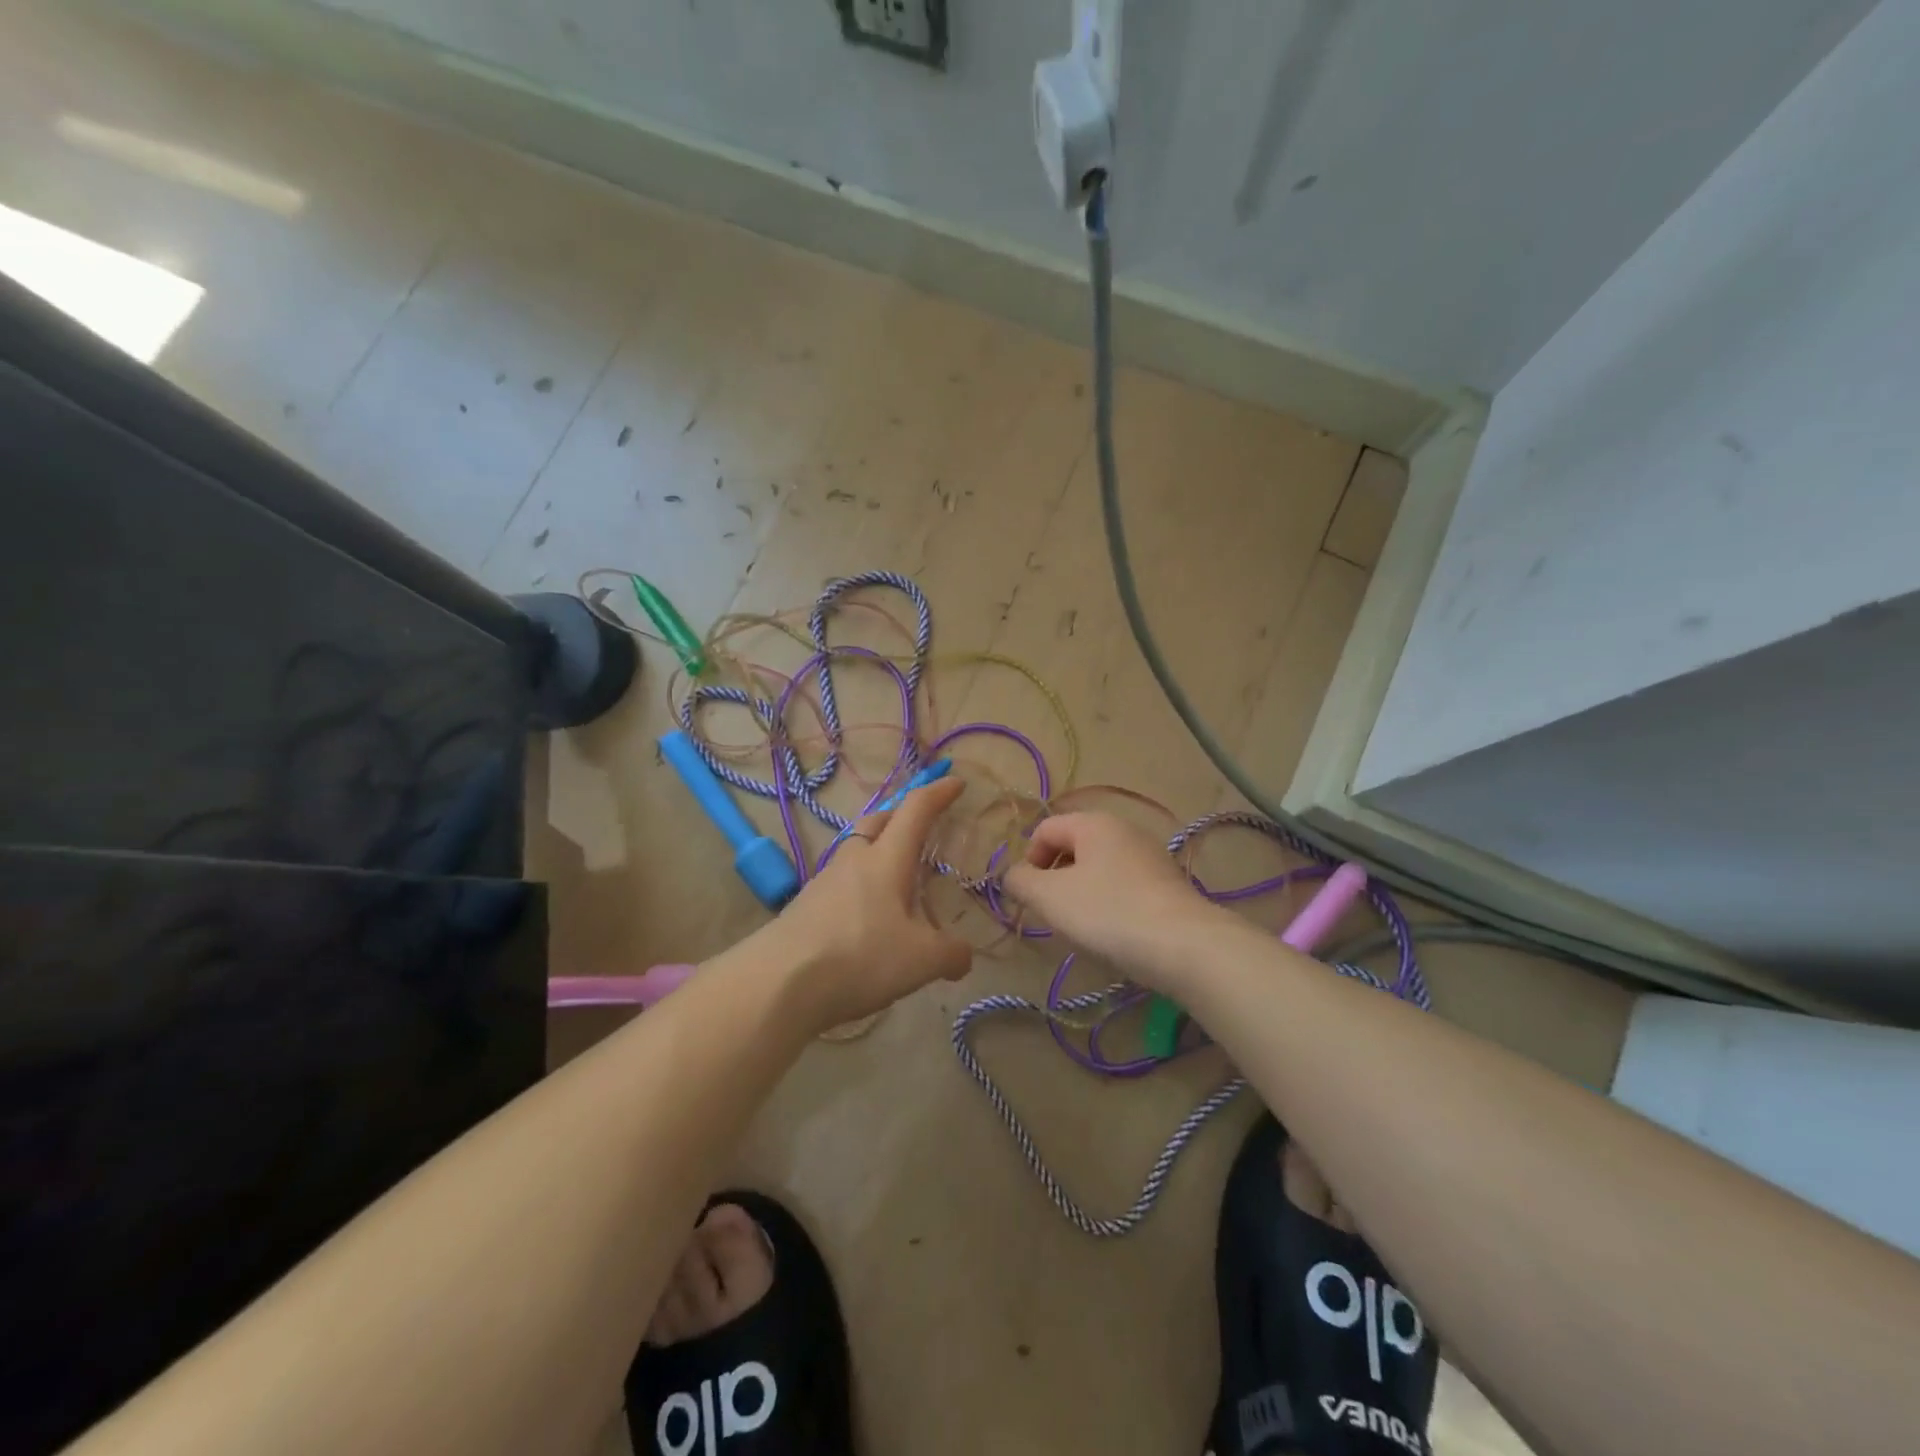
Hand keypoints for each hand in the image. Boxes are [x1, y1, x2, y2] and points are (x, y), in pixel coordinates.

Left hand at [773, 777, 972, 1029]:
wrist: (779, 982)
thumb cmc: (860, 956)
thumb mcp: (921, 960)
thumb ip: (951, 954)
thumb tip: (964, 957)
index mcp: (887, 859)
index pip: (915, 810)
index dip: (938, 792)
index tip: (956, 783)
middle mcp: (854, 860)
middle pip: (877, 821)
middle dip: (901, 817)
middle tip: (921, 828)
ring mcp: (823, 882)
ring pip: (855, 852)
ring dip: (877, 854)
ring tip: (896, 881)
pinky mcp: (804, 907)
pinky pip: (840, 883)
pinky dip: (859, 887)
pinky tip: (867, 917)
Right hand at [1001, 812, 1221, 989]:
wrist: (1186, 946)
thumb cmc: (1109, 913)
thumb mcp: (1050, 898)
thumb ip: (1021, 881)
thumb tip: (1014, 876)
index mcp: (1093, 822)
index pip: (1045, 829)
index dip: (1028, 860)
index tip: (1030, 897)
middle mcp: (1124, 829)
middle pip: (1073, 847)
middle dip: (1055, 878)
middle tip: (1053, 913)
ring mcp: (1150, 856)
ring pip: (1099, 868)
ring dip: (1081, 893)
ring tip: (1083, 927)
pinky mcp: (1168, 884)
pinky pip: (1124, 886)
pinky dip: (1110, 904)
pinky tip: (1114, 933)